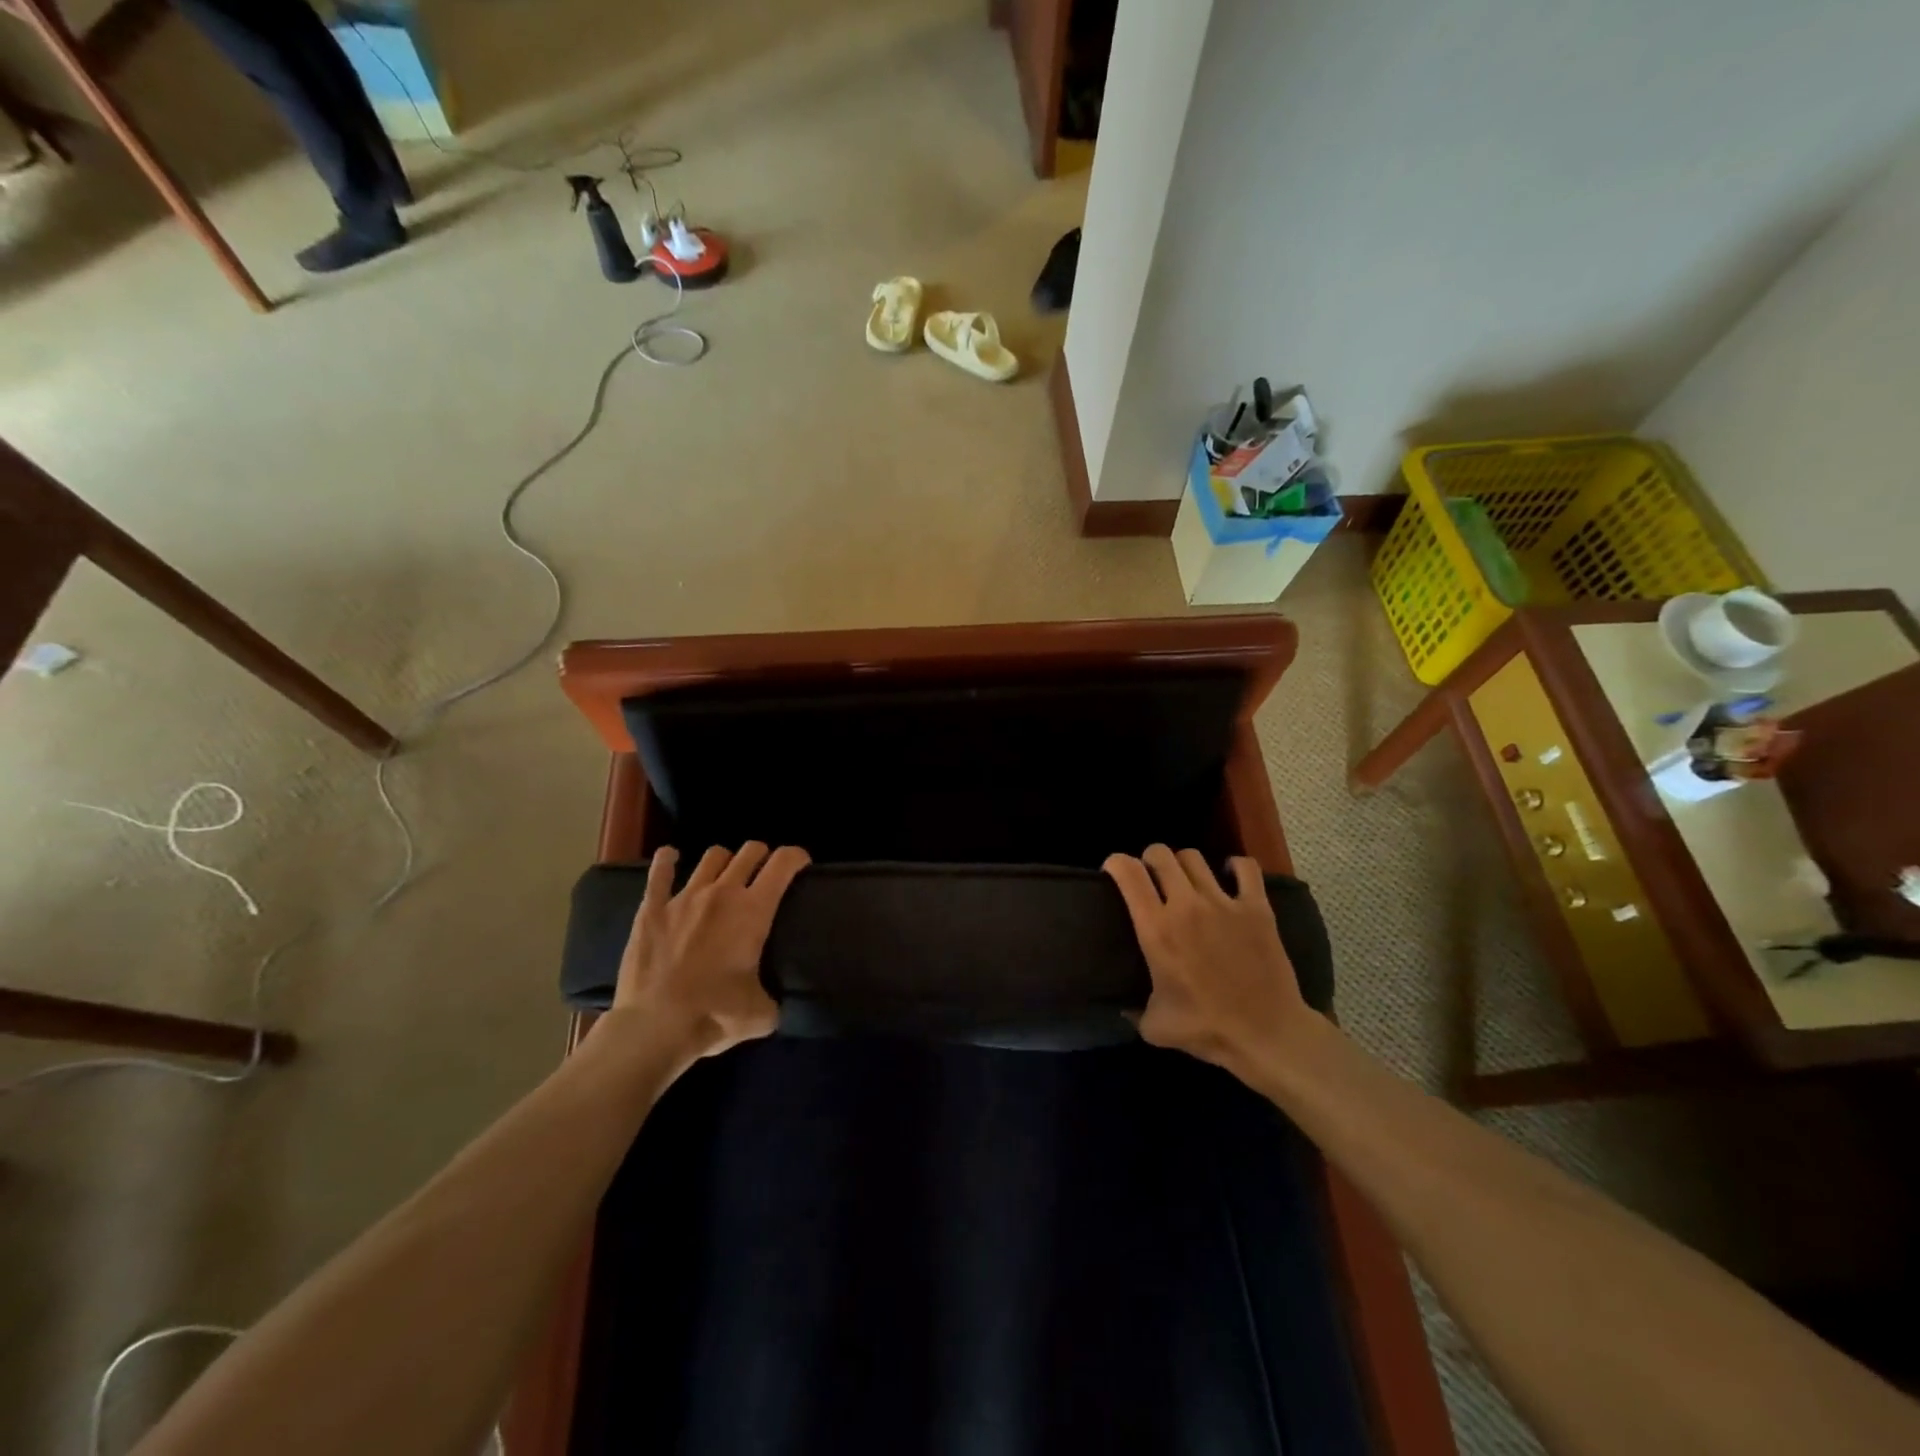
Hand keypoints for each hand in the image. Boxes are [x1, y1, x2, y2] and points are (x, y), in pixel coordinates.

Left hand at [610, 842, 809, 1063]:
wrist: (654, 1026)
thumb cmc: (714, 1015)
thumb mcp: (761, 1014)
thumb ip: (772, 1000)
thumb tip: (773, 1003)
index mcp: (754, 911)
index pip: (783, 863)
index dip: (797, 856)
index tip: (801, 864)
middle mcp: (722, 893)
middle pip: (749, 852)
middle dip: (762, 856)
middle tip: (764, 873)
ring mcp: (685, 897)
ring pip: (712, 857)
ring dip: (725, 861)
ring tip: (724, 874)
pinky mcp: (651, 909)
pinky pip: (659, 873)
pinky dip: (667, 861)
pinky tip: (670, 857)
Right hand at [1103, 845, 1313, 1079]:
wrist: (1267, 1035)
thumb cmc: (1207, 1029)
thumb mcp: (1155, 1027)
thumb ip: (1133, 1011)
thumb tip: (1122, 1007)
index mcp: (1157, 930)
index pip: (1129, 873)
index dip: (1116, 863)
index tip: (1114, 872)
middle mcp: (1186, 906)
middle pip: (1160, 854)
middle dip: (1149, 859)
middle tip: (1151, 878)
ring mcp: (1224, 903)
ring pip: (1194, 857)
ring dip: (1183, 864)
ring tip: (1186, 880)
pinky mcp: (1257, 907)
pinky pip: (1245, 867)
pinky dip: (1235, 866)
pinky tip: (1229, 876)